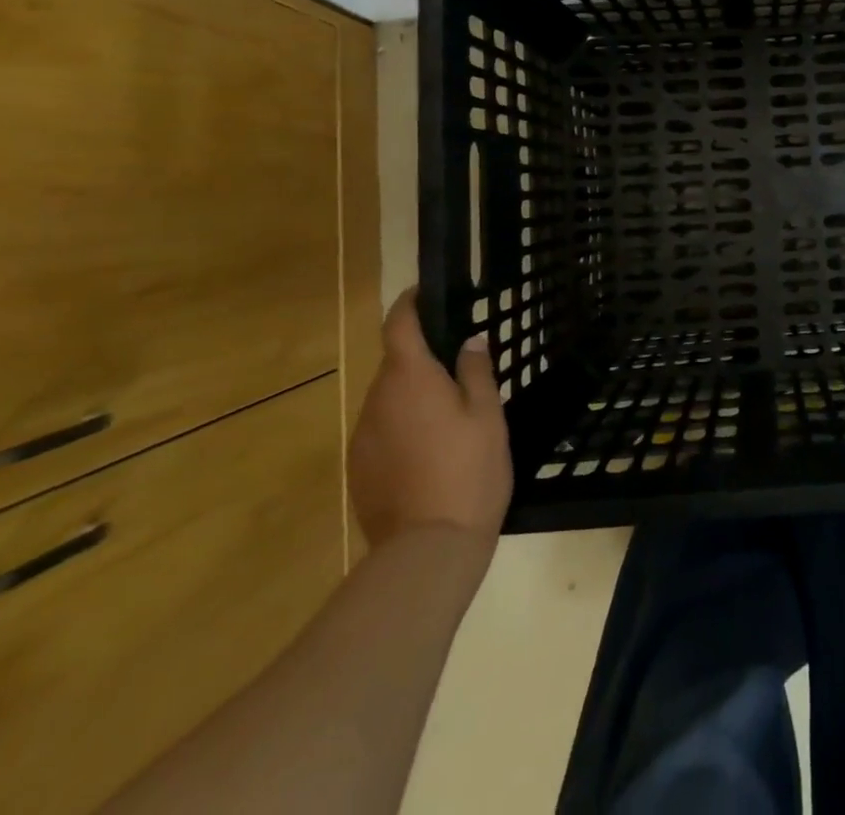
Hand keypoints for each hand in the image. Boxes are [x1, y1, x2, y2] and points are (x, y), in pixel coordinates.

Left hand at [348, 289, 511, 548]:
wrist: (428, 549)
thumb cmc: (468, 469)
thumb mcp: (488, 415)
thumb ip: (476, 371)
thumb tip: (469, 341)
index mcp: (410, 378)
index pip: (398, 325)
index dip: (409, 304)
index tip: (424, 294)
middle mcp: (377, 399)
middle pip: (395, 365)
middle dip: (421, 361)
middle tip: (457, 372)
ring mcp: (362, 437)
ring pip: (388, 401)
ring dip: (412, 398)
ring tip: (447, 420)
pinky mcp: (357, 469)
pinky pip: (380, 433)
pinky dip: (401, 430)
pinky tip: (428, 455)